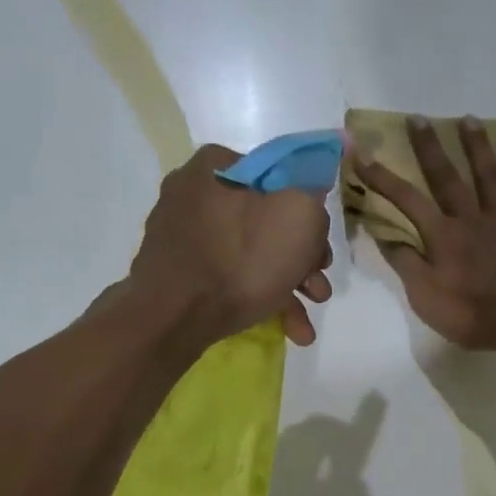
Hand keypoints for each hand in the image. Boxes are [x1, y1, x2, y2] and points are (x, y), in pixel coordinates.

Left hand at [129, 144, 333, 347]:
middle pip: (266, 223)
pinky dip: (257, 299)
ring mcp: (182, 235)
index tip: (322, 251)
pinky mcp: (177, 272)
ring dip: (285, 289)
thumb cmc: (241, 260)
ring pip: (249, 256)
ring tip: (304, 326)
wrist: (174, 316)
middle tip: (318, 291)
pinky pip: (227, 278)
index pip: (280, 179)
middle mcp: (195, 193)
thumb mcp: (300, 217)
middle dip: (300, 263)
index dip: (309, 216)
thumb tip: (309, 207)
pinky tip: (285, 329)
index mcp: (219, 165)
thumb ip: (314, 203)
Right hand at [354, 115, 495, 354]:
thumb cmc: (473, 313)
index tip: (361, 153)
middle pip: (447, 178)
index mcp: (443, 236)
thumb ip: (407, 264)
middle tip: (418, 118)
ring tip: (469, 119)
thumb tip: (386, 235)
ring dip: (478, 147)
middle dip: (429, 148)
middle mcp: (471, 219)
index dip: (382, 177)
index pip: (406, 201)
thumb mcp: (426, 298)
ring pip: (489, 178)